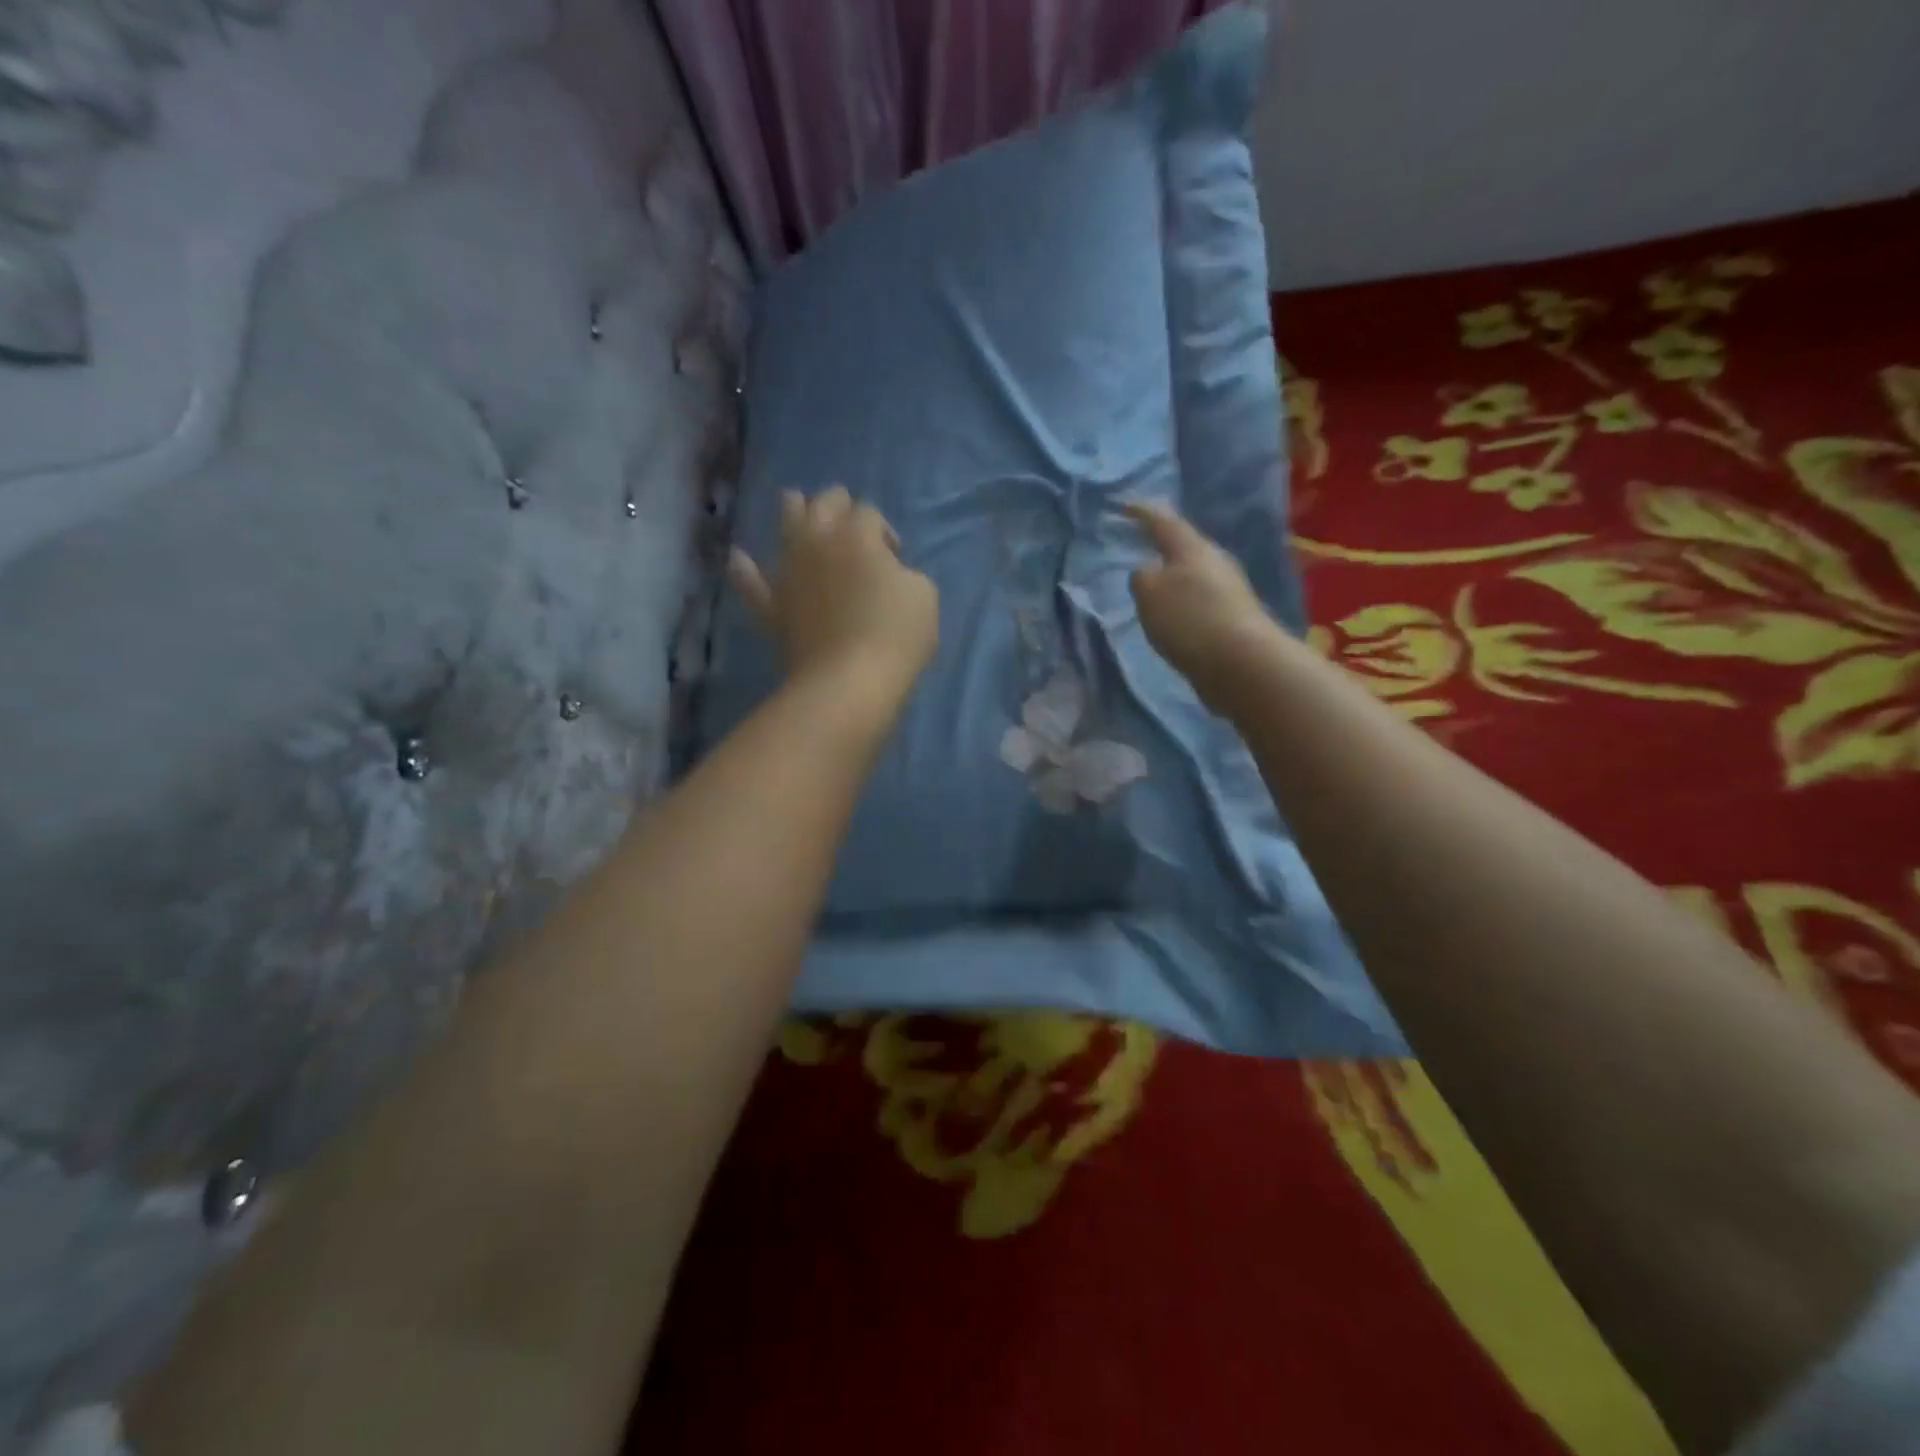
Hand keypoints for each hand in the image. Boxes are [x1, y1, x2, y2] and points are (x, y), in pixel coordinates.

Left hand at [729, 486, 939, 717]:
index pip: (869, 513)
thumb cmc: (895, 635)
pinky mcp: (772, 605)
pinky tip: (738, 559)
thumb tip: (891, 575)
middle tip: (851, 524)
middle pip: (824, 503)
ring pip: (785, 525)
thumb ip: (907, 574)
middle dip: (839, 505)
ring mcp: (789, 571)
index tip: (896, 559)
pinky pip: (750, 582)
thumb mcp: (925, 596)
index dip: (884, 531)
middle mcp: (817, 541)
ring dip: (793, 511)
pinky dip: (744, 569)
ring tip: (797, 508)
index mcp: (857, 534)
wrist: (848, 681)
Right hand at [1126, 501, 1279, 709]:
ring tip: (1152, 589)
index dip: (1141, 512)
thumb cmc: (1189, 619)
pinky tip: (1173, 618)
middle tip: (1139, 548)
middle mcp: (1215, 562)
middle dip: (1162, 547)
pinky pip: (1200, 602)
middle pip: (1184, 547)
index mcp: (1191, 548)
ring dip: (1173, 580)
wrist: (1241, 663)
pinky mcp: (1234, 619)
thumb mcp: (1149, 593)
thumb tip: (1148, 573)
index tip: (1123, 505)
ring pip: (1194, 576)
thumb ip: (1141, 577)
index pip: (1163, 521)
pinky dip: (1183, 604)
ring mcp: (1229, 591)